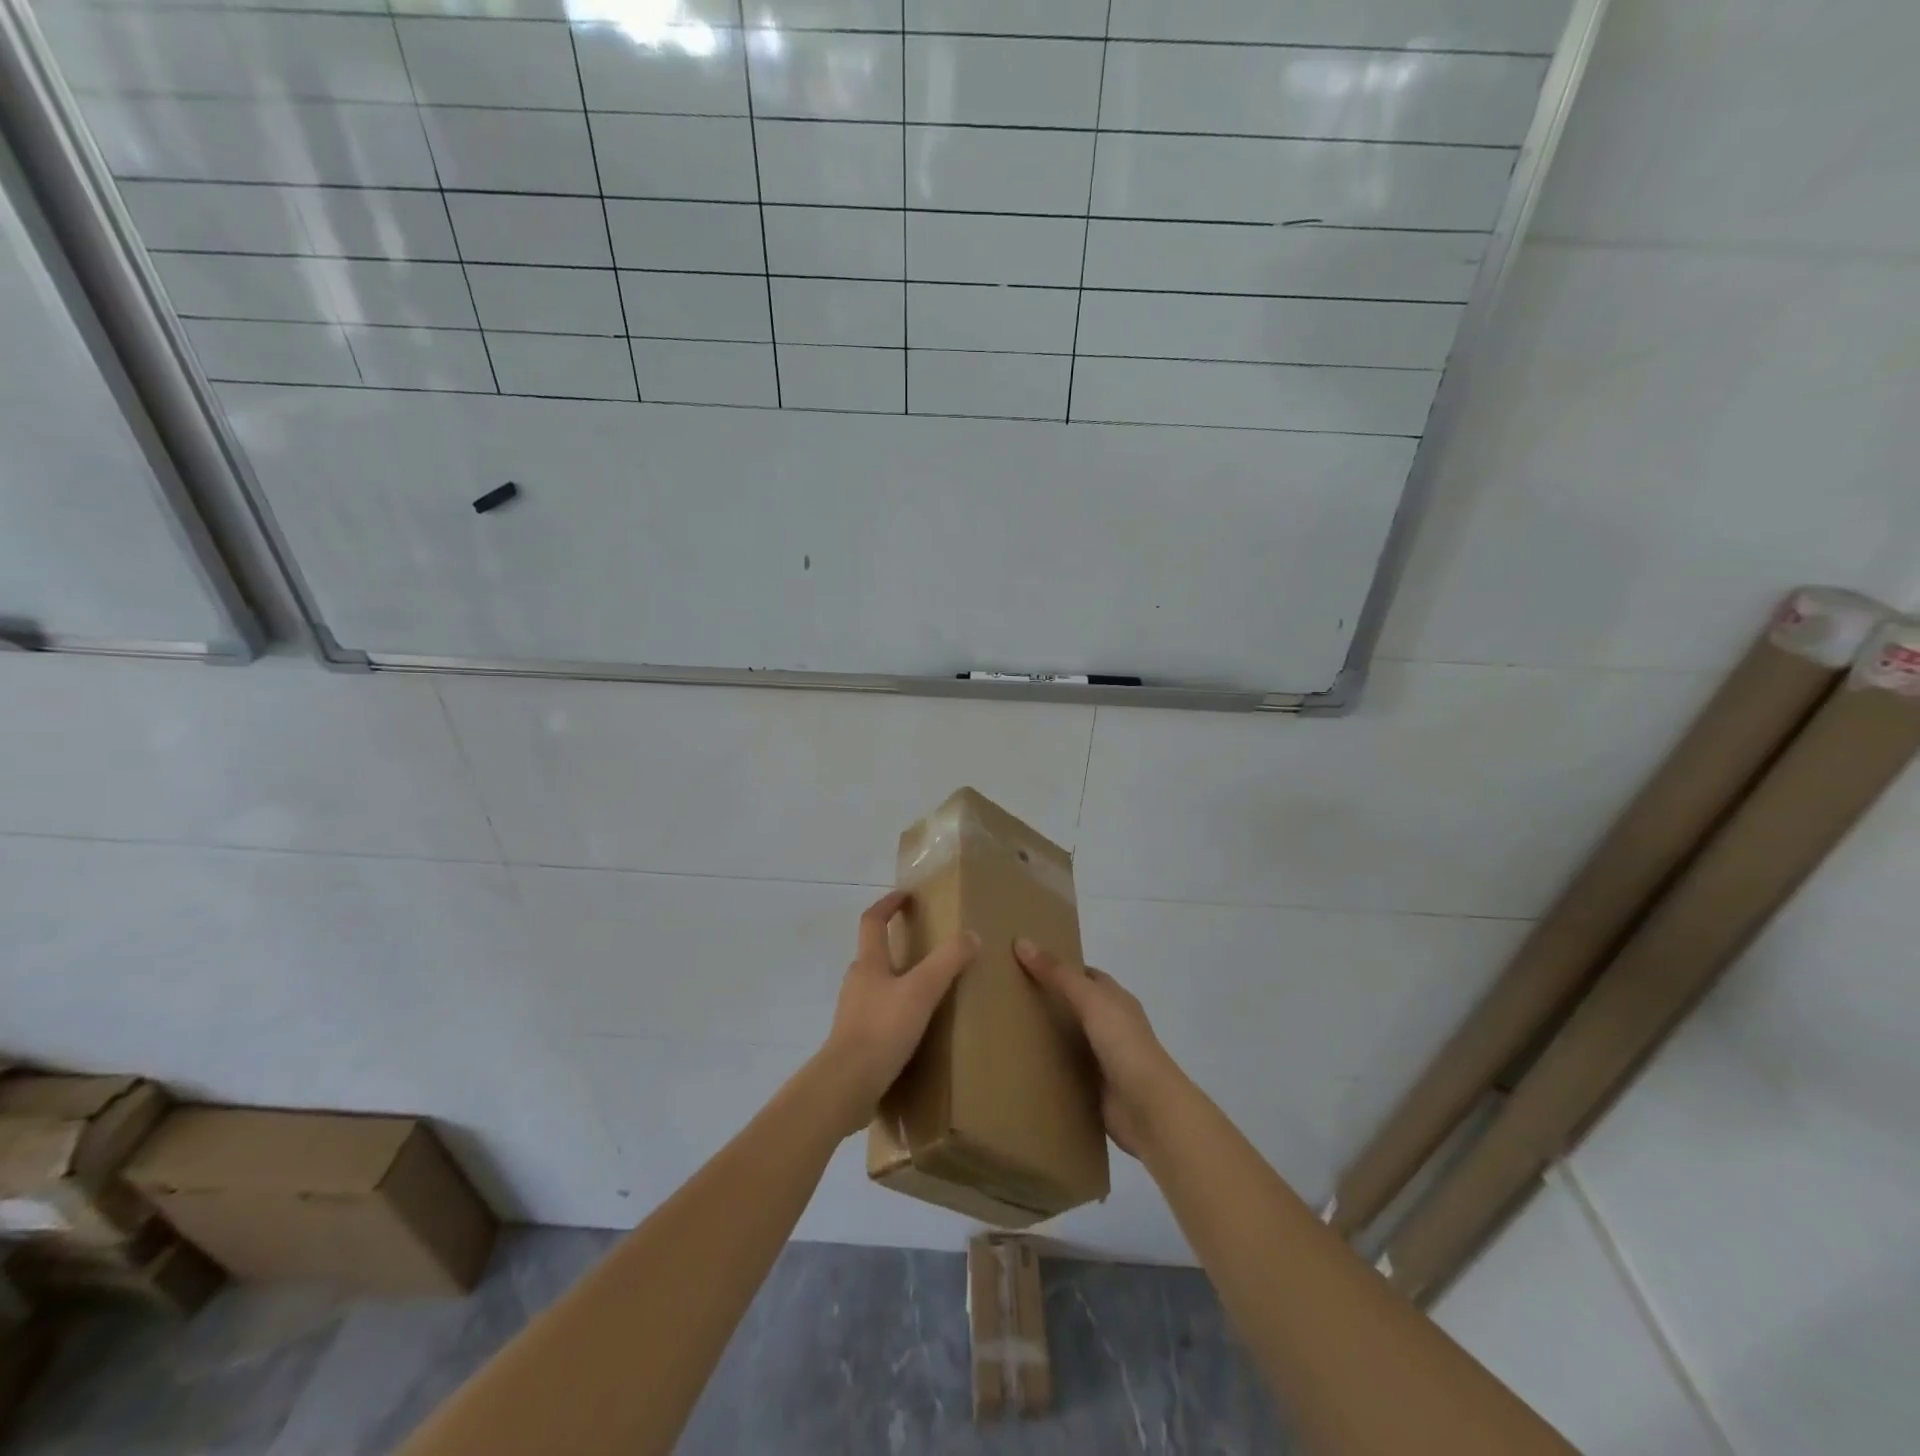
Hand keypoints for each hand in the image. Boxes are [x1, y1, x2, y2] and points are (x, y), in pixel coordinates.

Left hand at [818, 889, 977, 1135]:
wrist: (846, 1086)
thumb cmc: (882, 1030)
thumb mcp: (921, 991)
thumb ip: (947, 961)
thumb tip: (971, 935)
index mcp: (869, 964)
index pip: (873, 921)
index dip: (888, 904)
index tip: (905, 895)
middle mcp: (857, 983)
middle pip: (874, 954)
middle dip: (896, 945)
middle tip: (926, 946)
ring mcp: (853, 1013)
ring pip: (877, 986)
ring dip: (897, 981)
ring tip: (927, 990)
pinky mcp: (856, 1041)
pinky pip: (879, 1016)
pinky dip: (896, 1012)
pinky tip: (915, 1029)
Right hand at [1015, 940, 1181, 1157]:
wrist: (1148, 1110)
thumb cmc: (1124, 1044)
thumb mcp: (1091, 1000)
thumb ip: (1058, 974)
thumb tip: (1022, 941)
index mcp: (1116, 1000)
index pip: (1086, 975)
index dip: (1059, 967)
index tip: (1025, 964)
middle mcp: (1113, 1026)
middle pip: (1076, 1006)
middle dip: (1048, 1001)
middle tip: (1008, 996)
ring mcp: (1105, 1059)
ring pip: (1071, 1039)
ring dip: (1048, 1036)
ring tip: (1007, 1029)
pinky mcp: (1096, 1088)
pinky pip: (1067, 1071)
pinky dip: (1050, 1067)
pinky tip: (1023, 1066)